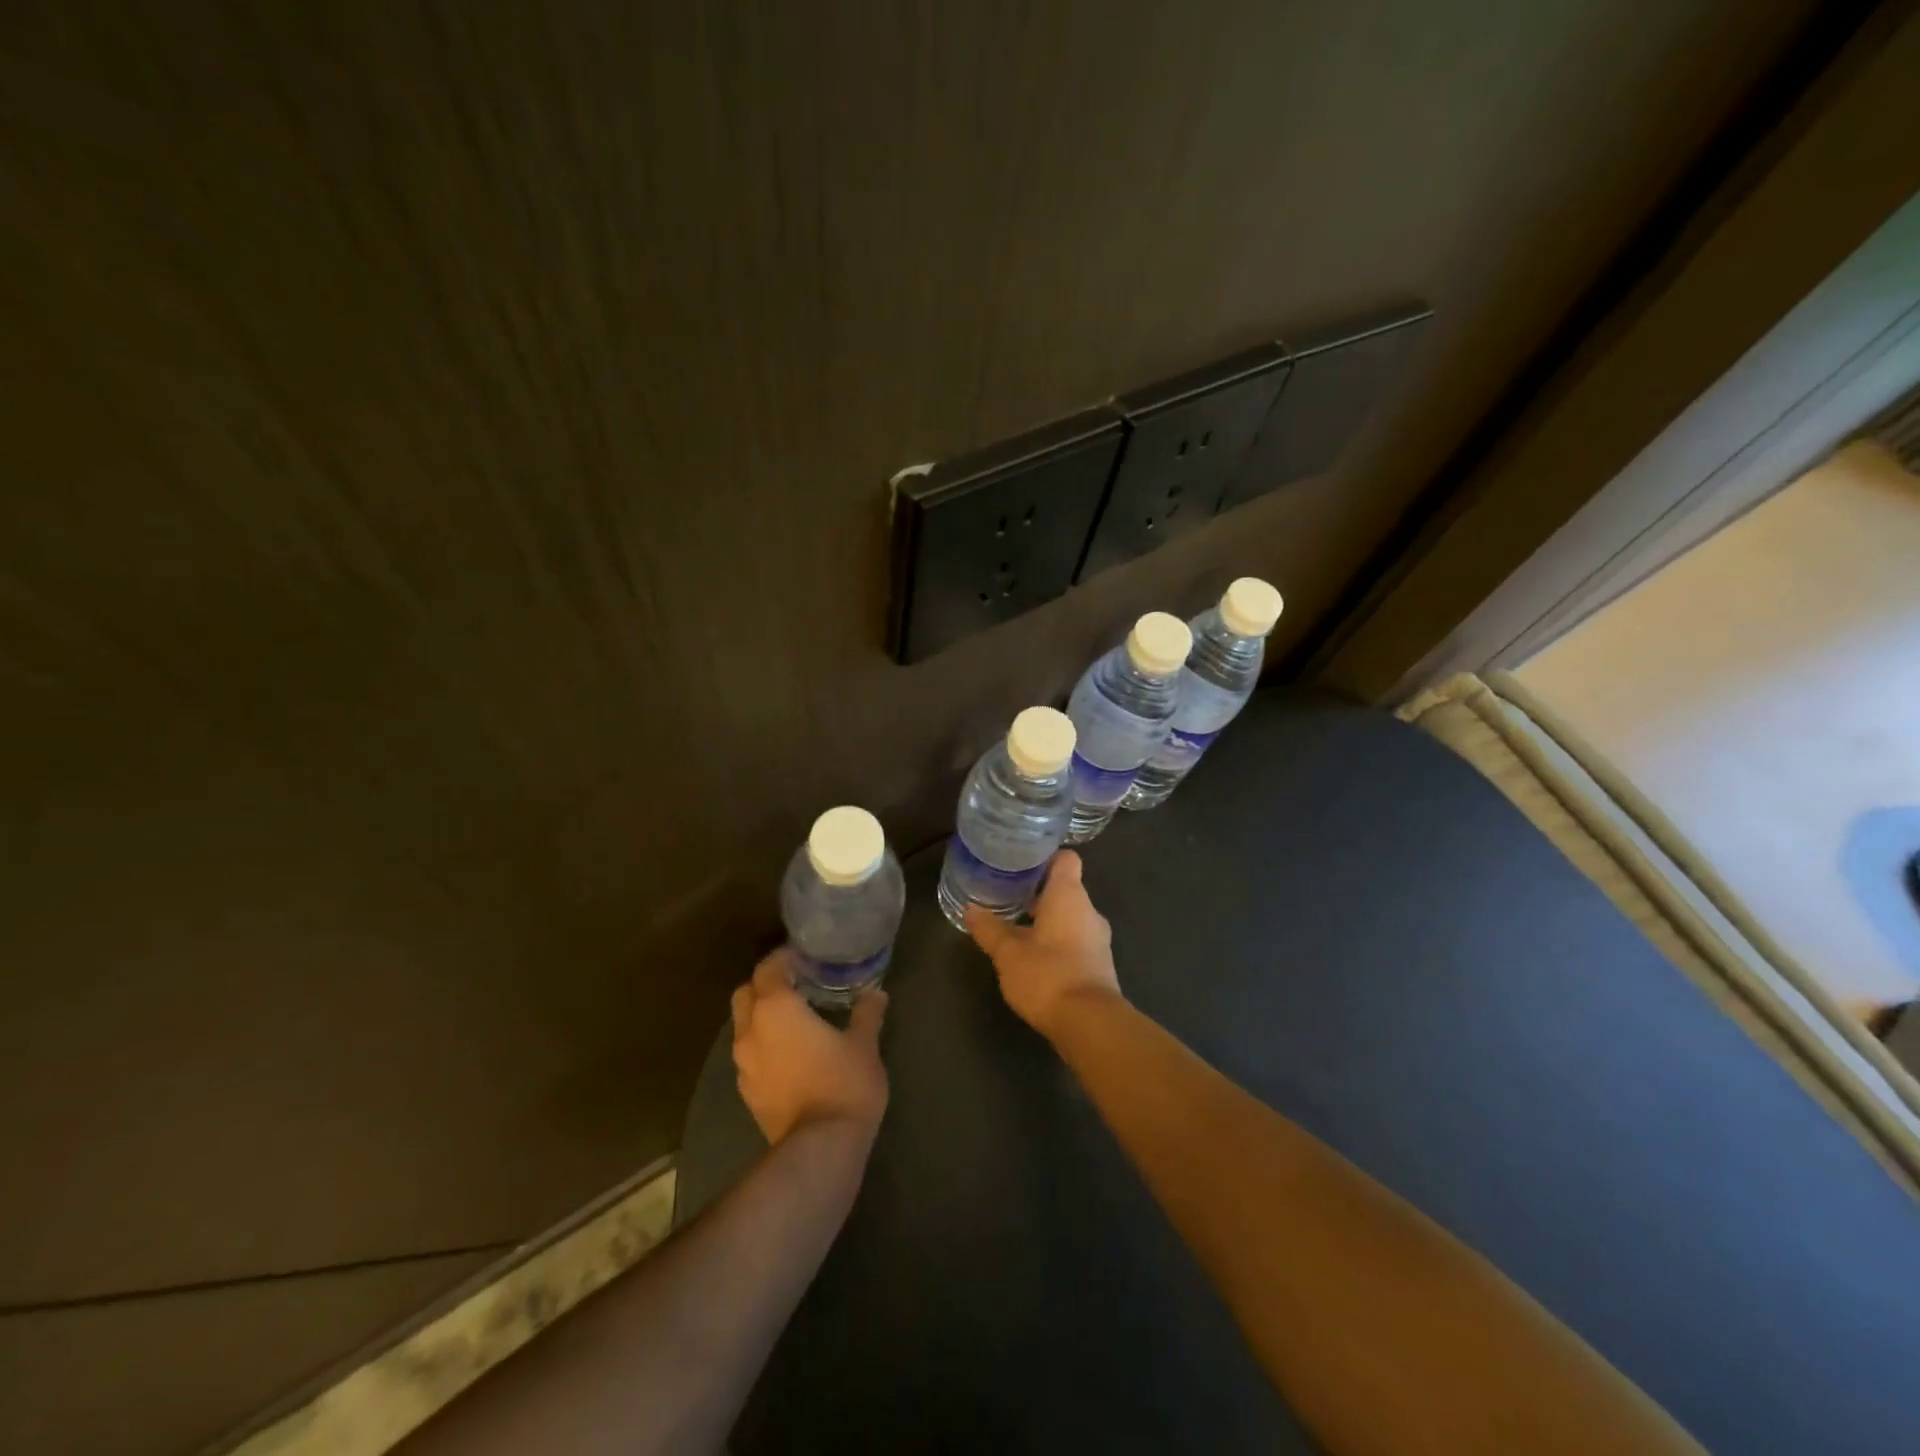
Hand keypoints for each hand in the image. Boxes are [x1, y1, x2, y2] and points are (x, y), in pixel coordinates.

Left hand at [731, 949, 888, 1144]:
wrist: (820, 1148)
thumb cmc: (844, 1083)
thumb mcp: (864, 1044)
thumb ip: (867, 1014)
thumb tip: (876, 994)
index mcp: (776, 1008)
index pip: (767, 968)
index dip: (782, 959)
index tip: (804, 957)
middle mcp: (751, 1030)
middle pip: (745, 994)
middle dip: (765, 985)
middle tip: (796, 985)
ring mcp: (743, 1064)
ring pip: (743, 1026)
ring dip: (761, 1016)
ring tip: (794, 1020)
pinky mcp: (747, 1092)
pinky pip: (749, 1055)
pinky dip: (764, 1045)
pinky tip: (790, 1054)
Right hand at [964, 851, 1121, 1038]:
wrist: (1090, 1024)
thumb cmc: (1047, 975)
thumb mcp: (1008, 953)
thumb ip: (989, 929)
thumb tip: (970, 909)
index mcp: (1069, 896)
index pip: (1066, 859)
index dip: (1045, 858)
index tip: (1020, 864)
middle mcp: (1088, 911)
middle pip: (1066, 888)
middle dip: (1038, 893)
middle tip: (1008, 896)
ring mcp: (1098, 939)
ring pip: (1070, 917)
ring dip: (1047, 920)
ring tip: (1016, 927)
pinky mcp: (1099, 964)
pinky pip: (1076, 941)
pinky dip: (1057, 943)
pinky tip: (1034, 958)